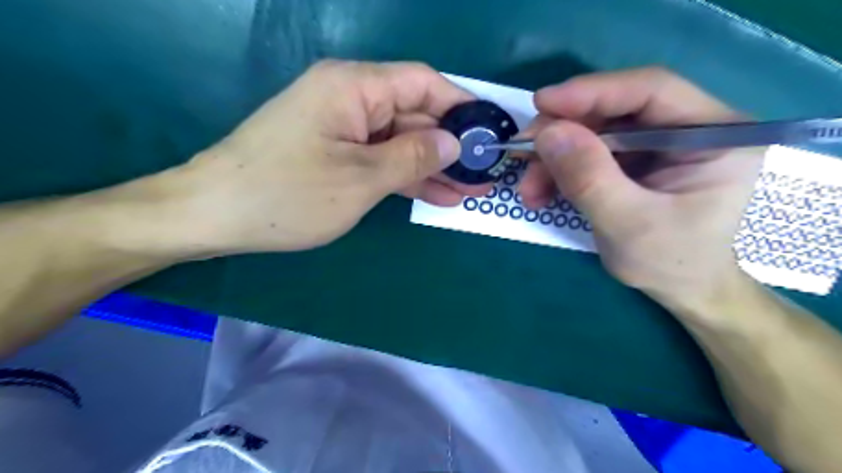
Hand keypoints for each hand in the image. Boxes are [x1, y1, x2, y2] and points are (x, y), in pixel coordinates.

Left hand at [170, 62, 486, 256]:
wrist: (214, 216)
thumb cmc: (288, 194)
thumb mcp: (361, 178)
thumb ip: (412, 156)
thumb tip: (453, 142)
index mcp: (354, 87)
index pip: (423, 82)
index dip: (460, 105)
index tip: (489, 131)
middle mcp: (350, 98)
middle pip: (413, 114)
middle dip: (450, 145)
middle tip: (484, 173)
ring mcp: (342, 128)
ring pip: (400, 141)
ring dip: (432, 166)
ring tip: (470, 191)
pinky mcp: (335, 153)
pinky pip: (380, 159)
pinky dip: (406, 176)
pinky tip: (437, 195)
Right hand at [520, 68, 763, 307]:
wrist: (681, 290)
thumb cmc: (670, 263)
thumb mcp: (628, 224)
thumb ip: (589, 177)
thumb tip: (547, 132)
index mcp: (715, 134)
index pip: (651, 91)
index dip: (593, 92)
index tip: (542, 104)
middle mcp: (689, 128)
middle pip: (615, 110)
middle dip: (563, 132)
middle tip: (523, 152)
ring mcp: (659, 144)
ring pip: (595, 132)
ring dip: (554, 157)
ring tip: (528, 189)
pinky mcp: (635, 161)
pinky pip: (589, 153)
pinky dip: (560, 170)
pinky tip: (541, 192)